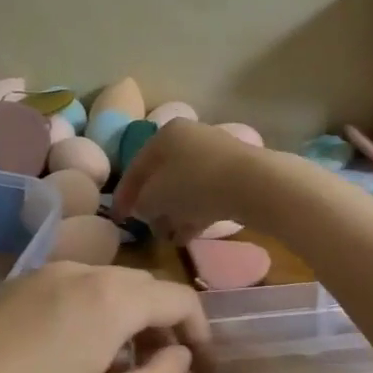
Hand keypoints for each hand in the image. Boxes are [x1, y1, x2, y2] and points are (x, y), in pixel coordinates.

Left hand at [0, 262, 213, 372]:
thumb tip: (179, 355)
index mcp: (110, 296)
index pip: (177, 296)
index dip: (201, 329)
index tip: (204, 366)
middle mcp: (79, 271)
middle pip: (141, 286)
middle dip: (164, 324)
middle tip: (168, 371)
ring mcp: (41, 275)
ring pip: (105, 287)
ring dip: (128, 320)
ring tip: (123, 370)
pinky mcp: (13, 287)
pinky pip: (73, 292)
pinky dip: (94, 316)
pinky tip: (77, 358)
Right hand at [111, 118, 278, 242]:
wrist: (254, 184)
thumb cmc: (194, 184)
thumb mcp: (155, 197)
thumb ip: (141, 203)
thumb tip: (143, 208)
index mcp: (165, 135)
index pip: (135, 167)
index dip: (123, 196)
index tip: (118, 219)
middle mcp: (189, 138)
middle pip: (162, 176)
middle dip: (152, 205)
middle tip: (146, 228)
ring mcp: (215, 154)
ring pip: (185, 187)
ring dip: (174, 212)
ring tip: (168, 237)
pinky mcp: (235, 173)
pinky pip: (206, 194)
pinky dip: (195, 213)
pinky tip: (188, 235)